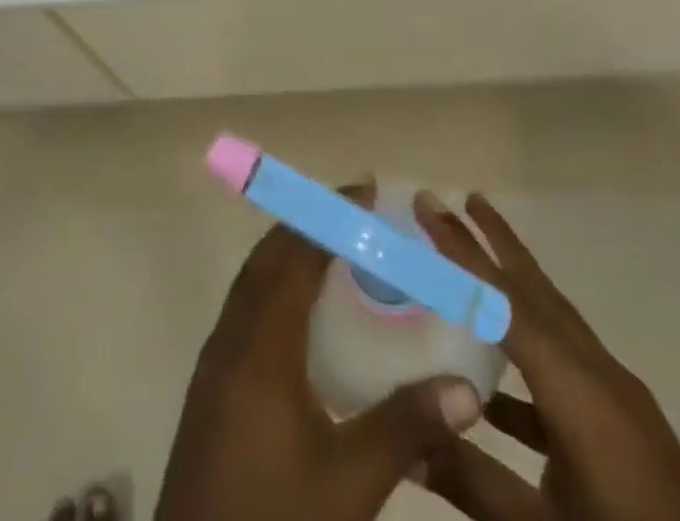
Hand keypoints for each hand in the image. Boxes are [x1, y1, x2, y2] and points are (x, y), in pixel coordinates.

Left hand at [155, 193, 485, 520]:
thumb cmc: (273, 520)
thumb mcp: (348, 483)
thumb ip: (405, 428)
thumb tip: (468, 389)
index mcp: (261, 344)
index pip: (294, 255)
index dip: (328, 218)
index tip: (364, 192)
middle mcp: (232, 336)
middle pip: (268, 257)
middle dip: (309, 225)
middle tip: (358, 215)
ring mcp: (215, 359)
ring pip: (252, 281)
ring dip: (289, 253)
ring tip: (336, 250)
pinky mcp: (211, 383)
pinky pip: (245, 308)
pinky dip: (275, 286)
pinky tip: (305, 316)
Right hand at [411, 193, 679, 520]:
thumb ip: (473, 481)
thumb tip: (406, 441)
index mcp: (579, 391)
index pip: (505, 302)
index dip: (462, 251)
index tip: (429, 204)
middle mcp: (600, 377)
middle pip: (538, 292)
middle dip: (499, 242)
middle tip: (463, 198)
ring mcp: (620, 402)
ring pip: (555, 322)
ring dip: (515, 288)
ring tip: (476, 263)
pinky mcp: (628, 429)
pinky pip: (567, 366)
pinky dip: (529, 354)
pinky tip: (492, 388)